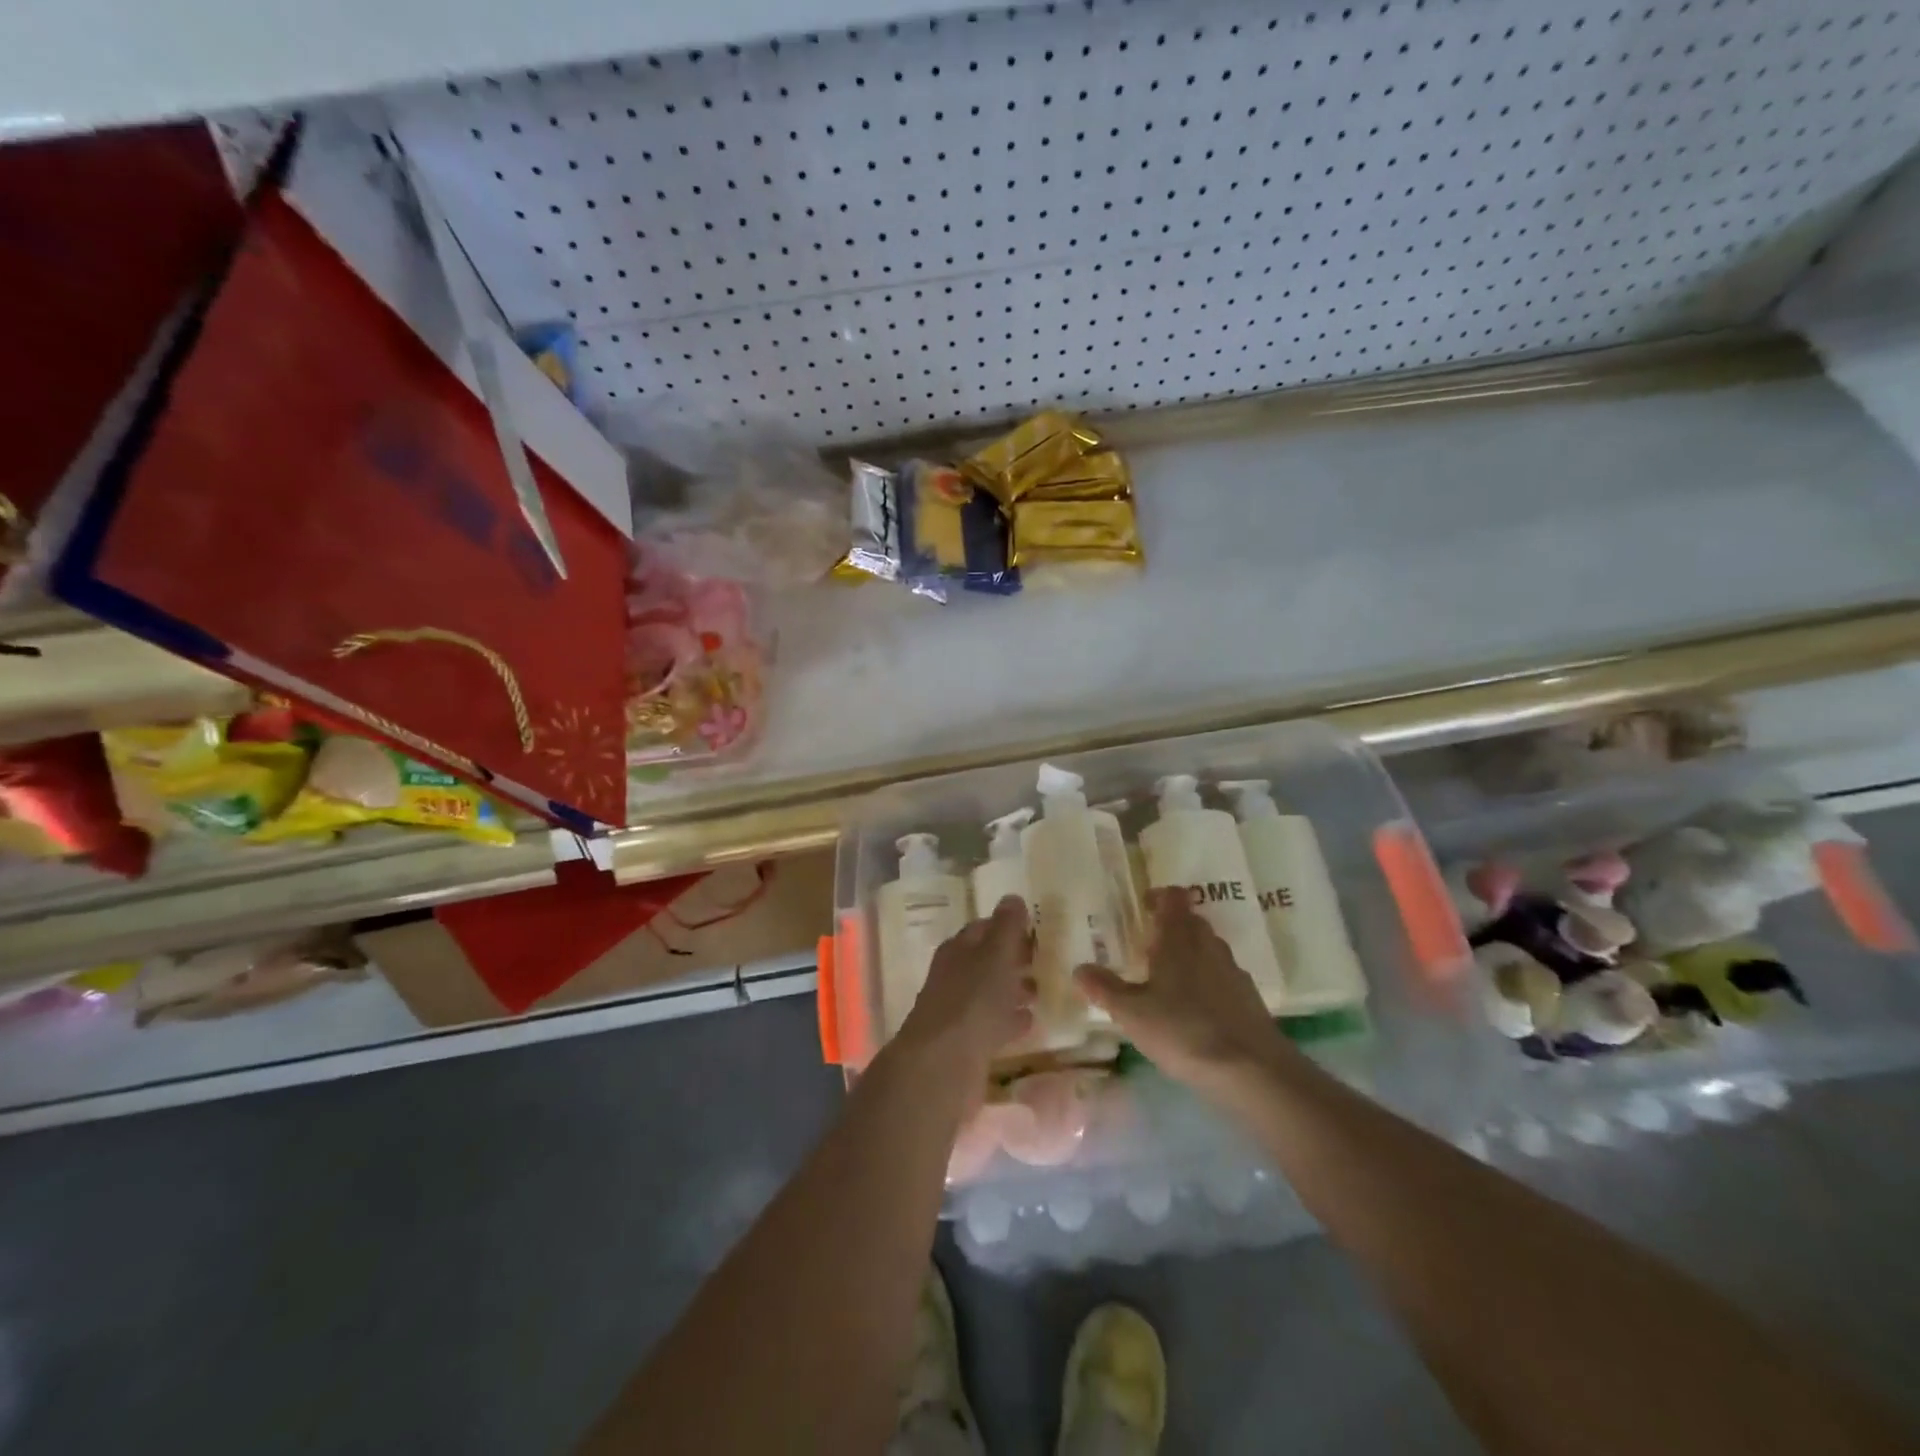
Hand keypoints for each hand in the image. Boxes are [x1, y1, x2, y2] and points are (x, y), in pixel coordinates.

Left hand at [895, 896, 1036, 1072]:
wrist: (943, 1065)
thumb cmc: (972, 1001)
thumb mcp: (995, 956)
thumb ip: (1006, 927)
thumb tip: (1012, 897)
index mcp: (957, 950)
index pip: (982, 928)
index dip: (1006, 926)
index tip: (1034, 928)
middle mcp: (953, 976)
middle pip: (985, 960)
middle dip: (1012, 958)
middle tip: (1043, 958)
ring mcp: (958, 1010)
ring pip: (989, 992)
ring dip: (1013, 989)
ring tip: (1041, 990)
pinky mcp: (966, 1042)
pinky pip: (993, 1023)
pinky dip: (1010, 1020)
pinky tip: (1030, 1022)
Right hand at [1075, 888, 1292, 1100]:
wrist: (1252, 1070)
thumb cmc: (1184, 1031)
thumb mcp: (1132, 1013)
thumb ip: (1105, 989)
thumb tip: (1079, 968)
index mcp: (1179, 938)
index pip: (1173, 898)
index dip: (1158, 897)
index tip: (1142, 906)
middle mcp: (1208, 946)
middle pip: (1191, 922)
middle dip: (1171, 927)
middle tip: (1147, 945)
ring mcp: (1233, 971)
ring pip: (1208, 950)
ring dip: (1190, 955)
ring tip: (1167, 979)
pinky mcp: (1249, 999)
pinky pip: (1222, 977)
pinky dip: (1207, 982)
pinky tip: (1195, 1010)